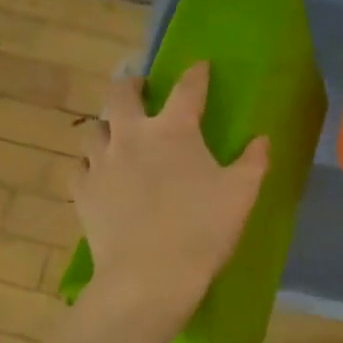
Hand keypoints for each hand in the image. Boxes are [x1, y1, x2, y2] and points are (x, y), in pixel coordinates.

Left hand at [74, 62, 268, 322]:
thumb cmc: (202, 230)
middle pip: (121, 93)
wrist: (149, 277)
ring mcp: (101, 163)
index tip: (200, 66)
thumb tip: (262, 139)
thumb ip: (254, 161)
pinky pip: (80, 165)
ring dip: (106, 123)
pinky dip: (89, 162)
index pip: (187, 89)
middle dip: (131, 84)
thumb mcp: (241, 194)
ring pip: (93, 127)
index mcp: (174, 130)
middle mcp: (132, 136)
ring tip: (116, 131)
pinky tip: (98, 172)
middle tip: (140, 88)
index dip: (196, 74)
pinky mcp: (83, 191)